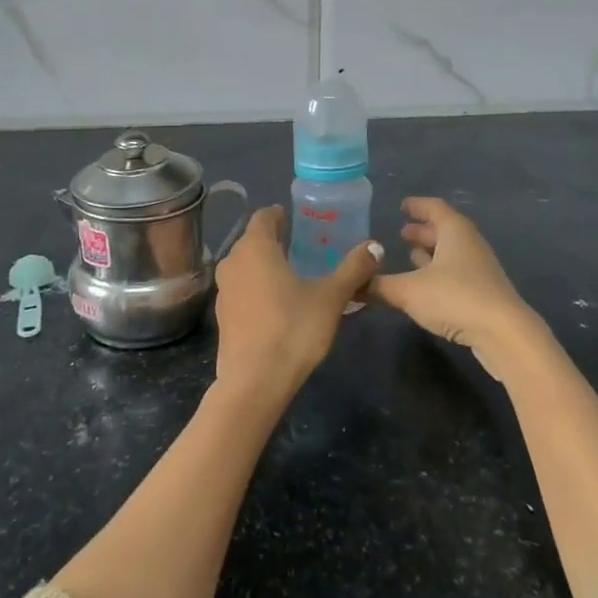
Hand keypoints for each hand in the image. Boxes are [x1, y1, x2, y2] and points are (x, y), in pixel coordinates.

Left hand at [212, 207, 382, 403]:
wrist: (254, 382)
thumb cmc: (293, 329)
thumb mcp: (331, 298)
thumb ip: (353, 269)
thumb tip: (375, 246)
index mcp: (255, 247)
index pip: (264, 216)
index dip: (280, 215)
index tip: (299, 222)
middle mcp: (232, 261)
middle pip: (253, 240)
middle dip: (276, 241)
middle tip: (304, 249)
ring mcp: (223, 290)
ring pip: (245, 266)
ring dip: (265, 266)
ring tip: (293, 278)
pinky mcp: (221, 316)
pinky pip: (241, 290)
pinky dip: (256, 289)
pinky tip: (277, 307)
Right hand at [365, 197, 548, 374]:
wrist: (504, 334)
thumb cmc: (455, 297)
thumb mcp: (408, 290)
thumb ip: (378, 286)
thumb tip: (351, 284)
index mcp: (454, 231)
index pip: (434, 208)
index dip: (417, 205)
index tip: (402, 206)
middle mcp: (469, 244)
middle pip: (444, 230)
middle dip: (423, 231)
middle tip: (401, 233)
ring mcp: (479, 269)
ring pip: (451, 253)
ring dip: (431, 253)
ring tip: (410, 256)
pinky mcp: (483, 293)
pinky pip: (456, 273)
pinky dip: (438, 273)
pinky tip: (425, 286)